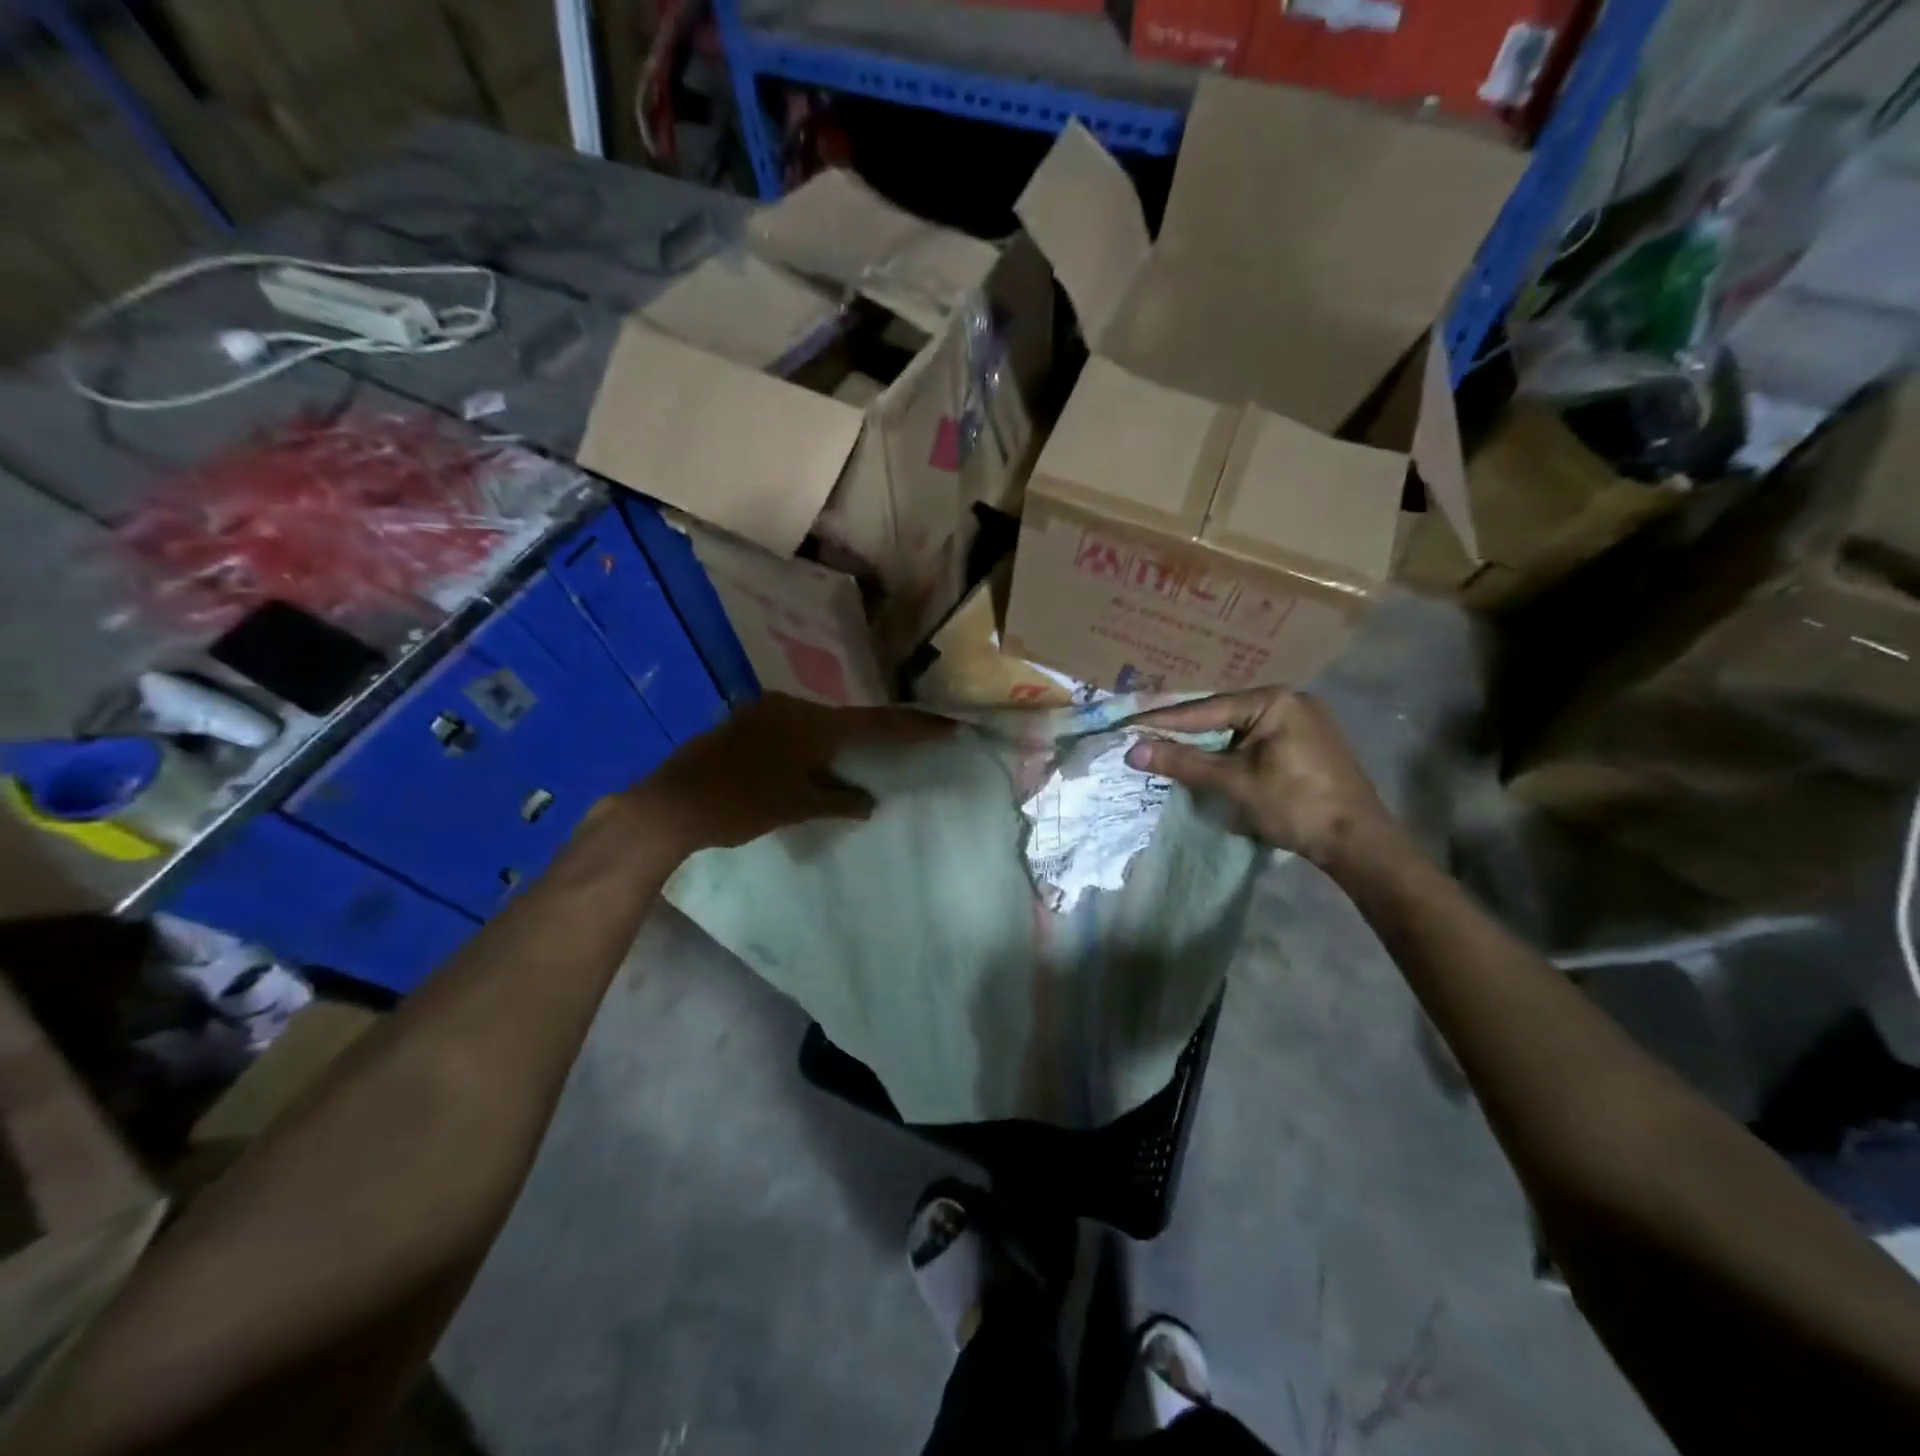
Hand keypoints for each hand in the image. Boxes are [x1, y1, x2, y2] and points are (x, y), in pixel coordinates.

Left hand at [622, 693, 950, 855]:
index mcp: (813, 724)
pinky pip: (793, 728)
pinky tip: (811, 763)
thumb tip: (868, 803)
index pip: (878, 724)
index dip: (916, 727)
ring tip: (857, 761)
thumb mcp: (798, 807)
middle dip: (876, 734)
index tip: (950, 725)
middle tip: (905, 744)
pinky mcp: (745, 721)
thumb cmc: (741, 806)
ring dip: (839, 742)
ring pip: (818, 723)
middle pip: (848, 719)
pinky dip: (810, 744)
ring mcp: (765, 710)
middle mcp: (793, 706)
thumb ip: (839, 801)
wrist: (672, 804)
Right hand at [1123, 688, 1392, 865]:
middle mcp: (1289, 701)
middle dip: (1182, 728)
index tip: (1127, 725)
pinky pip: (1253, 739)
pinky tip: (1205, 759)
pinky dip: (1227, 750)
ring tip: (1164, 746)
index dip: (1163, 720)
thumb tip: (1133, 751)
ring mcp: (1301, 721)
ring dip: (1203, 741)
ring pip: (1236, 728)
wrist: (1358, 842)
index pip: (1205, 709)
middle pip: (1220, 714)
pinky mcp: (1305, 743)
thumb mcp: (1234, 782)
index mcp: (1274, 701)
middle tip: (1141, 734)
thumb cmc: (1296, 805)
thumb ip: (1184, 762)